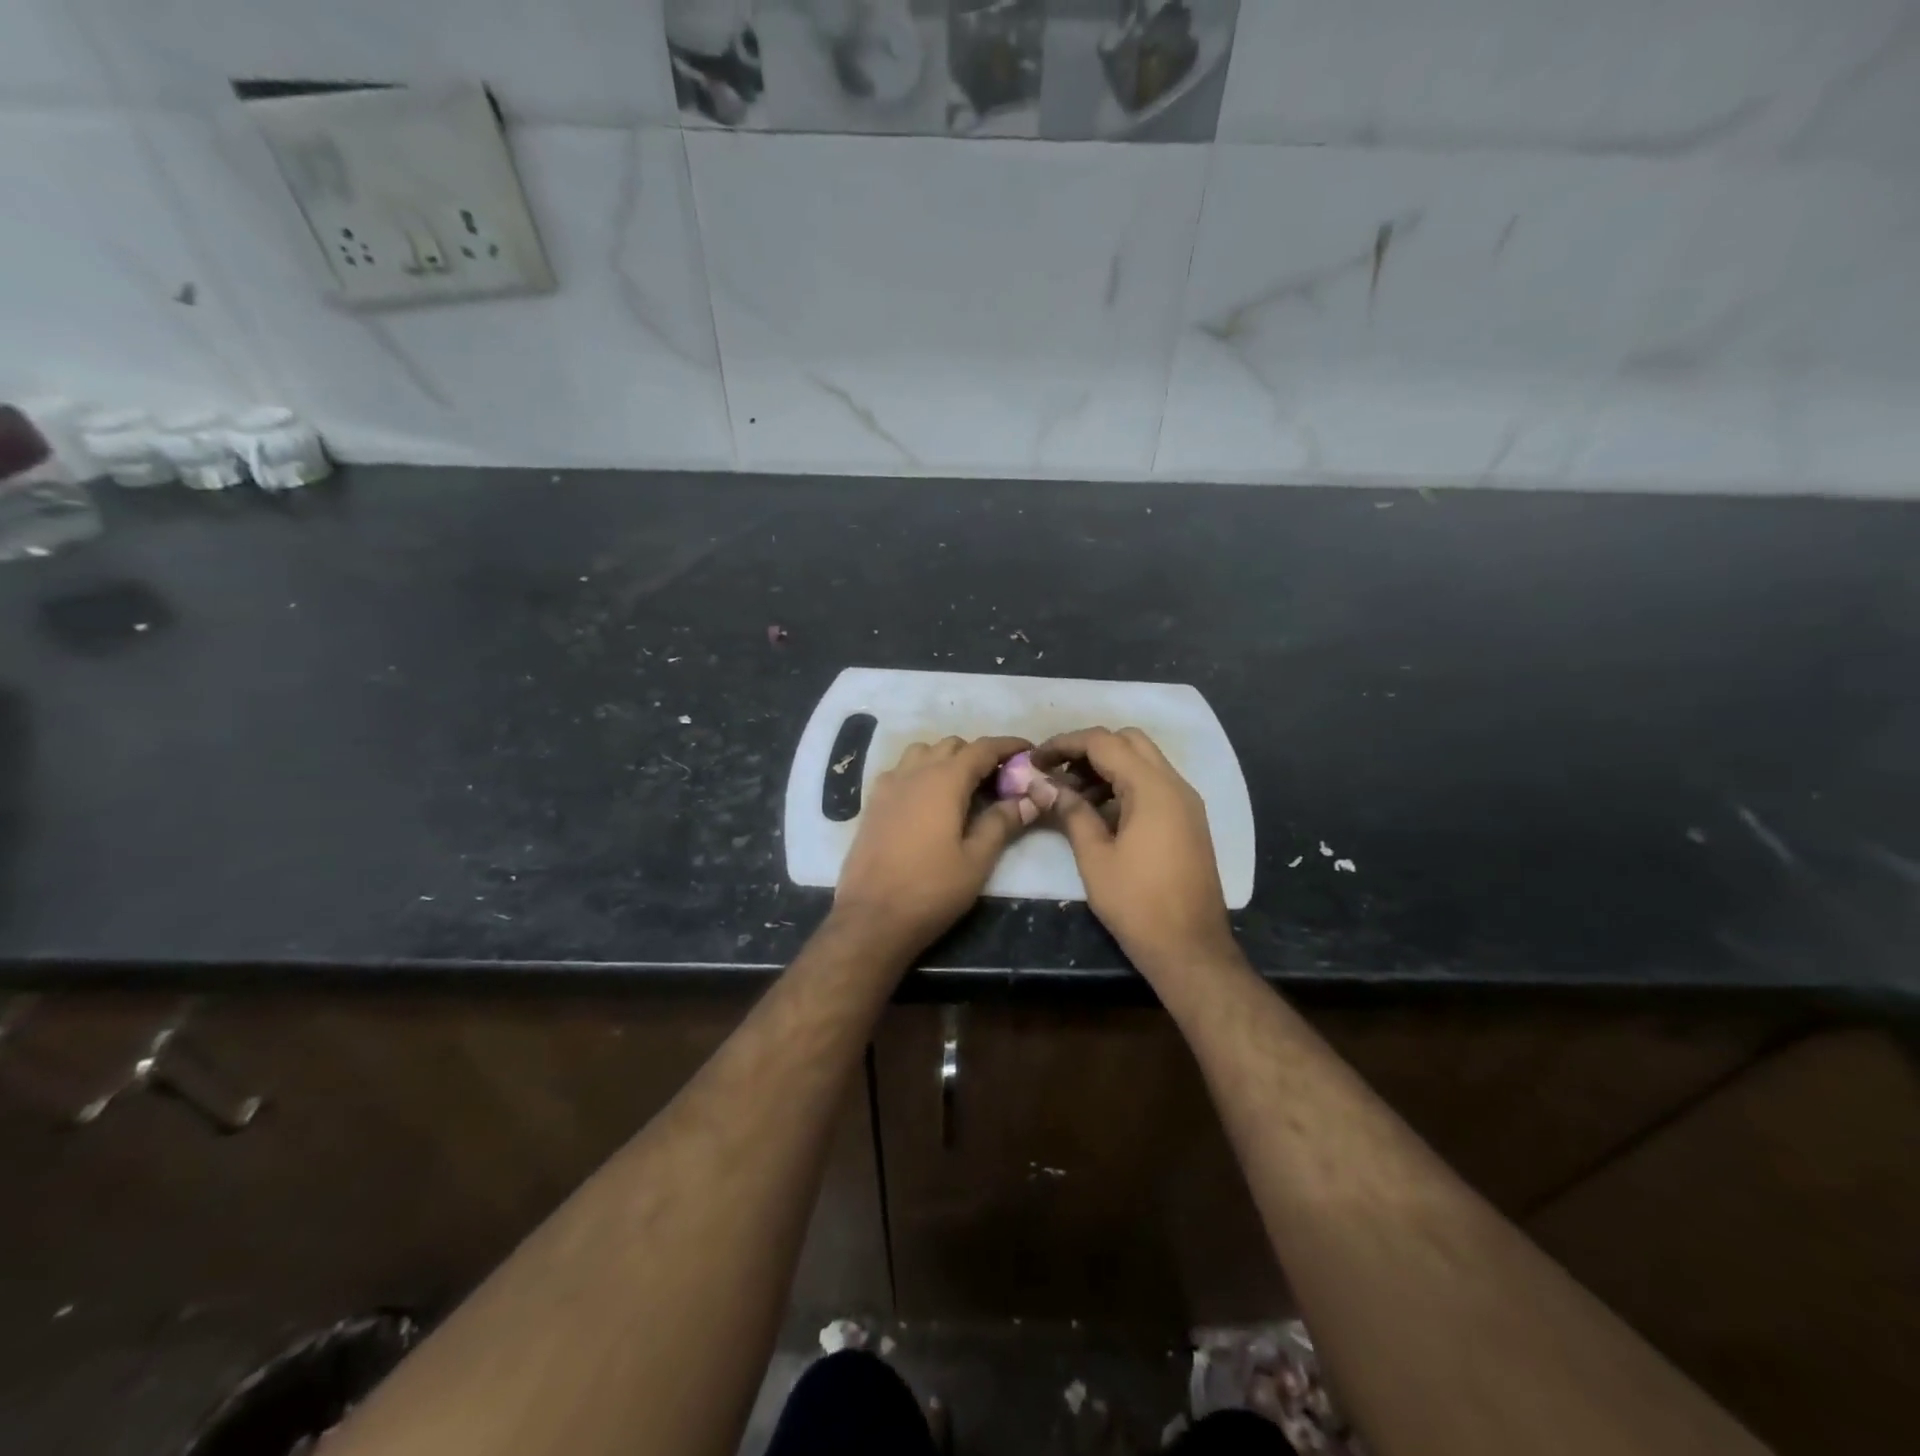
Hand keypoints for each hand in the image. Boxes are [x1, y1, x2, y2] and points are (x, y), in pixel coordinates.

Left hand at [832, 735, 1034, 961]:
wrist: (871, 918)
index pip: (983, 748)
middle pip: (952, 745)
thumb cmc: (930, 890)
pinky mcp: (872, 803)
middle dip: (978, 755)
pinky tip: (928, 802)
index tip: (1029, 751)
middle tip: (999, 781)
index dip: (1009, 745)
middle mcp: (914, 772)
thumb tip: (1028, 799)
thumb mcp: (977, 860)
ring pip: (922, 753)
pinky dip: (921, 773)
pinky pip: (901, 771)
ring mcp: (888, 785)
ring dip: (946, 760)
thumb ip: (1002, 823)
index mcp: (944, 780)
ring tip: (963, 788)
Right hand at [1028, 727, 1236, 976]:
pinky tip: (1098, 814)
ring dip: (1106, 768)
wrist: (1191, 948)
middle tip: (1057, 774)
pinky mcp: (1187, 821)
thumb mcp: (1095, 857)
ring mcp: (1186, 803)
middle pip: (1128, 741)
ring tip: (1071, 797)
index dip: (1065, 744)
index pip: (1104, 742)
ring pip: (1143, 762)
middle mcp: (1175, 785)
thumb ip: (1071, 812)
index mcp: (1153, 788)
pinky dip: (1124, 786)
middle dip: (1088, 750)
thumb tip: (1045, 785)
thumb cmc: (1137, 903)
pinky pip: (1153, 786)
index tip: (1035, 759)